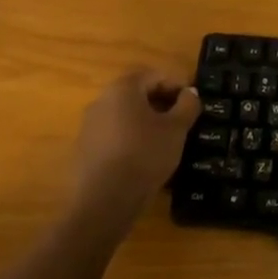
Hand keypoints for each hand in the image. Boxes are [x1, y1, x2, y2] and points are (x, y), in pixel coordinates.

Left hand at [67, 67, 200, 220]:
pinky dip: (131, 139)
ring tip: (166, 141)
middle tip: (182, 120)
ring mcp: (89, 126)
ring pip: (125, 116)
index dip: (178, 85)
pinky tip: (145, 158)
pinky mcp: (84, 150)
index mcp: (123, 88)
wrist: (104, 203)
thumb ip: (187, 105)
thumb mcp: (177, 129)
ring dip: (146, 122)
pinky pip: (114, 135)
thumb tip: (190, 93)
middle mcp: (102, 101)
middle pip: (138, 94)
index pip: (155, 75)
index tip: (193, 102)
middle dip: (162, 103)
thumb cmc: (145, 155)